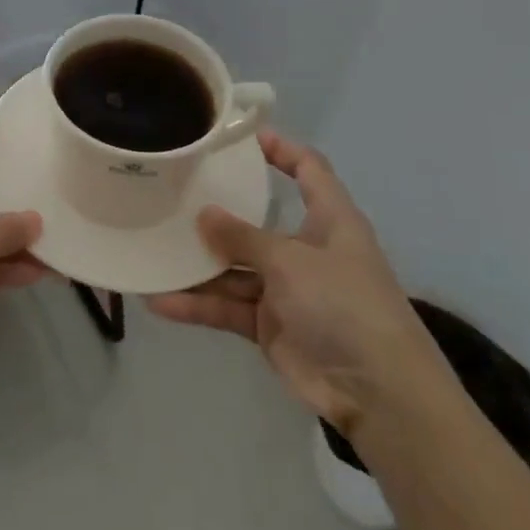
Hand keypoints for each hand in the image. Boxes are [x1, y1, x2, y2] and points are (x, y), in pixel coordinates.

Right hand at [147, 132, 448, 437]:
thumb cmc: (344, 305)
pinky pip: (227, 306)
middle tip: (173, 192)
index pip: (309, 170)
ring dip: (197, 265)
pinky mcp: (269, 325)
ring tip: (153, 250)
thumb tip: (203, 214)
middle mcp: (306, 250)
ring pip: (234, 268)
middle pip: (257, 221)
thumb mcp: (291, 261)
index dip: (282, 149)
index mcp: (330, 221)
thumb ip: (243, 237)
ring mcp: (286, 289)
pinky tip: (159, 300)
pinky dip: (197, 305)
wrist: (377, 393)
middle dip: (218, 211)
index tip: (242, 136)